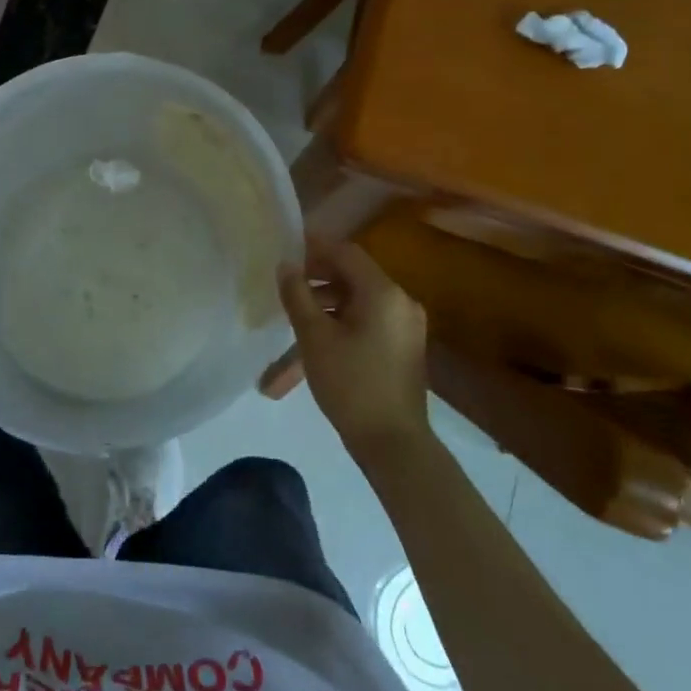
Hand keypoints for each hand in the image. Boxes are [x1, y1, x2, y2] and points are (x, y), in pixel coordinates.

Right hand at [267, 237, 430, 460]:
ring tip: (293, 318)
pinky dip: (341, 322)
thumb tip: (286, 265)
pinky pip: (367, 321)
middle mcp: (400, 301)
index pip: (346, 252)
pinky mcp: (403, 347)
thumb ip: (297, 295)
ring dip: (325, 304)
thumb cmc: (351, 384)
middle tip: (285, 284)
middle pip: (352, 276)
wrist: (394, 444)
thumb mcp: (314, 337)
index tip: (285, 249)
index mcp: (383, 292)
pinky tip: (315, 341)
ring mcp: (405, 326)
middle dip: (316, 278)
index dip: (314, 246)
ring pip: (357, 302)